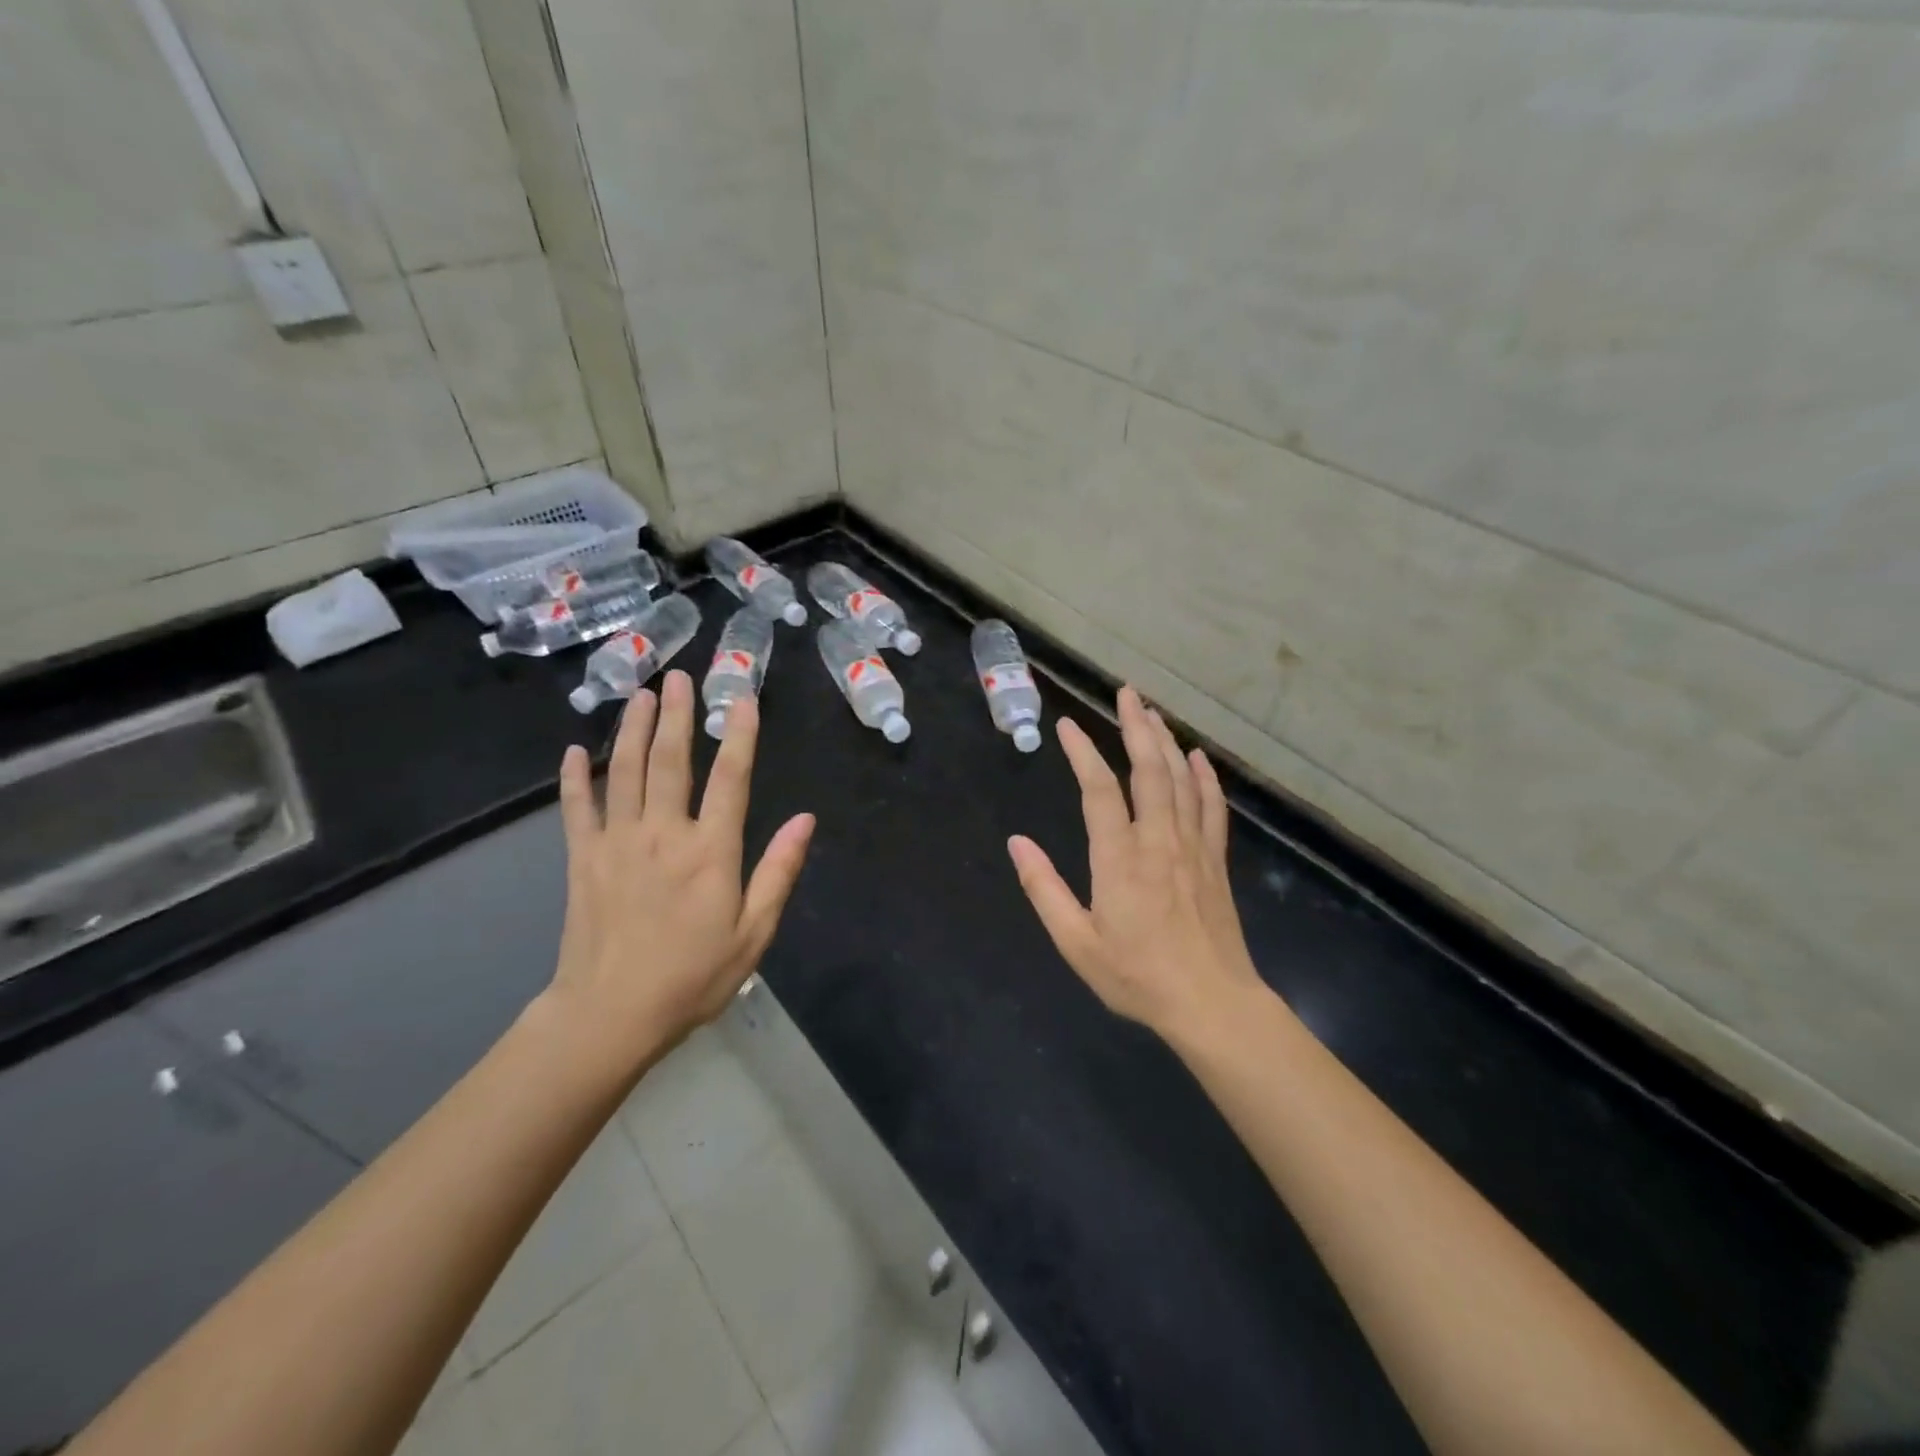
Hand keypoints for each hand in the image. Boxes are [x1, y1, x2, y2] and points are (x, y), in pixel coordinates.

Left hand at [542, 670, 813, 1069]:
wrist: (610, 1015)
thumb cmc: (693, 977)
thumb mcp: (754, 932)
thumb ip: (779, 871)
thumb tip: (806, 819)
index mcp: (711, 851)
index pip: (732, 779)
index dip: (741, 735)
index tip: (744, 699)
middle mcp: (664, 834)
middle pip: (672, 761)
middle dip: (678, 715)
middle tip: (679, 677)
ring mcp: (618, 842)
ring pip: (626, 772)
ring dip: (634, 730)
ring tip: (640, 694)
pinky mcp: (583, 859)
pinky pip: (577, 808)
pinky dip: (575, 777)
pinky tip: (576, 750)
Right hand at [1008, 686, 1264, 1039]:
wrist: (1212, 1003)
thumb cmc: (1138, 976)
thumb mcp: (1077, 942)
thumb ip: (1044, 889)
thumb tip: (1016, 844)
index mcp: (1120, 858)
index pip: (1099, 789)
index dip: (1083, 753)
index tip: (1067, 725)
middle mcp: (1158, 840)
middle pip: (1149, 769)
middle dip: (1136, 726)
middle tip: (1126, 693)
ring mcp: (1192, 847)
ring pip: (1181, 780)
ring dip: (1166, 741)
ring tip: (1152, 712)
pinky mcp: (1215, 860)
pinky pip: (1212, 807)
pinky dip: (1205, 777)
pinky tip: (1198, 757)